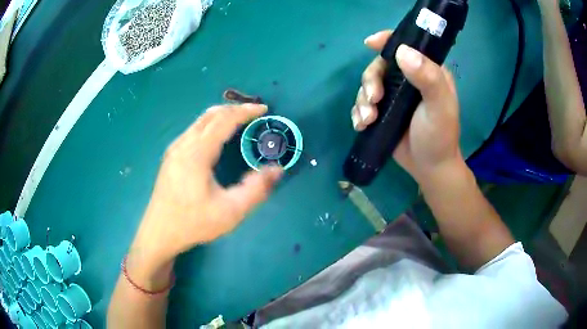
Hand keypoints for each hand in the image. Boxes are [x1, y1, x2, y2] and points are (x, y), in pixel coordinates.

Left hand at [131, 104, 282, 266]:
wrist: (159, 233)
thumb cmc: (194, 223)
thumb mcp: (230, 211)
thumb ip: (256, 189)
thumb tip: (277, 169)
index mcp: (197, 153)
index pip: (224, 120)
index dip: (246, 111)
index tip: (264, 109)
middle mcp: (183, 144)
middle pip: (211, 114)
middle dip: (234, 109)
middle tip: (254, 113)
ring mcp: (174, 149)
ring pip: (200, 121)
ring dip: (222, 116)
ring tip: (240, 122)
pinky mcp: (171, 156)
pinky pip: (193, 130)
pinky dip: (211, 126)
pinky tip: (218, 138)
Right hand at [352, 31, 461, 181]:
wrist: (430, 169)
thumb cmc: (439, 137)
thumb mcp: (439, 106)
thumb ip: (427, 77)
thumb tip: (401, 51)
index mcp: (426, 71)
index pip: (406, 46)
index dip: (387, 41)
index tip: (369, 43)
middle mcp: (409, 79)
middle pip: (379, 67)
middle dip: (370, 81)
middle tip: (373, 101)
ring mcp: (394, 96)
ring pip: (368, 85)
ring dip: (362, 101)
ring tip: (367, 120)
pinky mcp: (383, 111)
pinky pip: (363, 104)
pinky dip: (358, 113)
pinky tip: (362, 126)